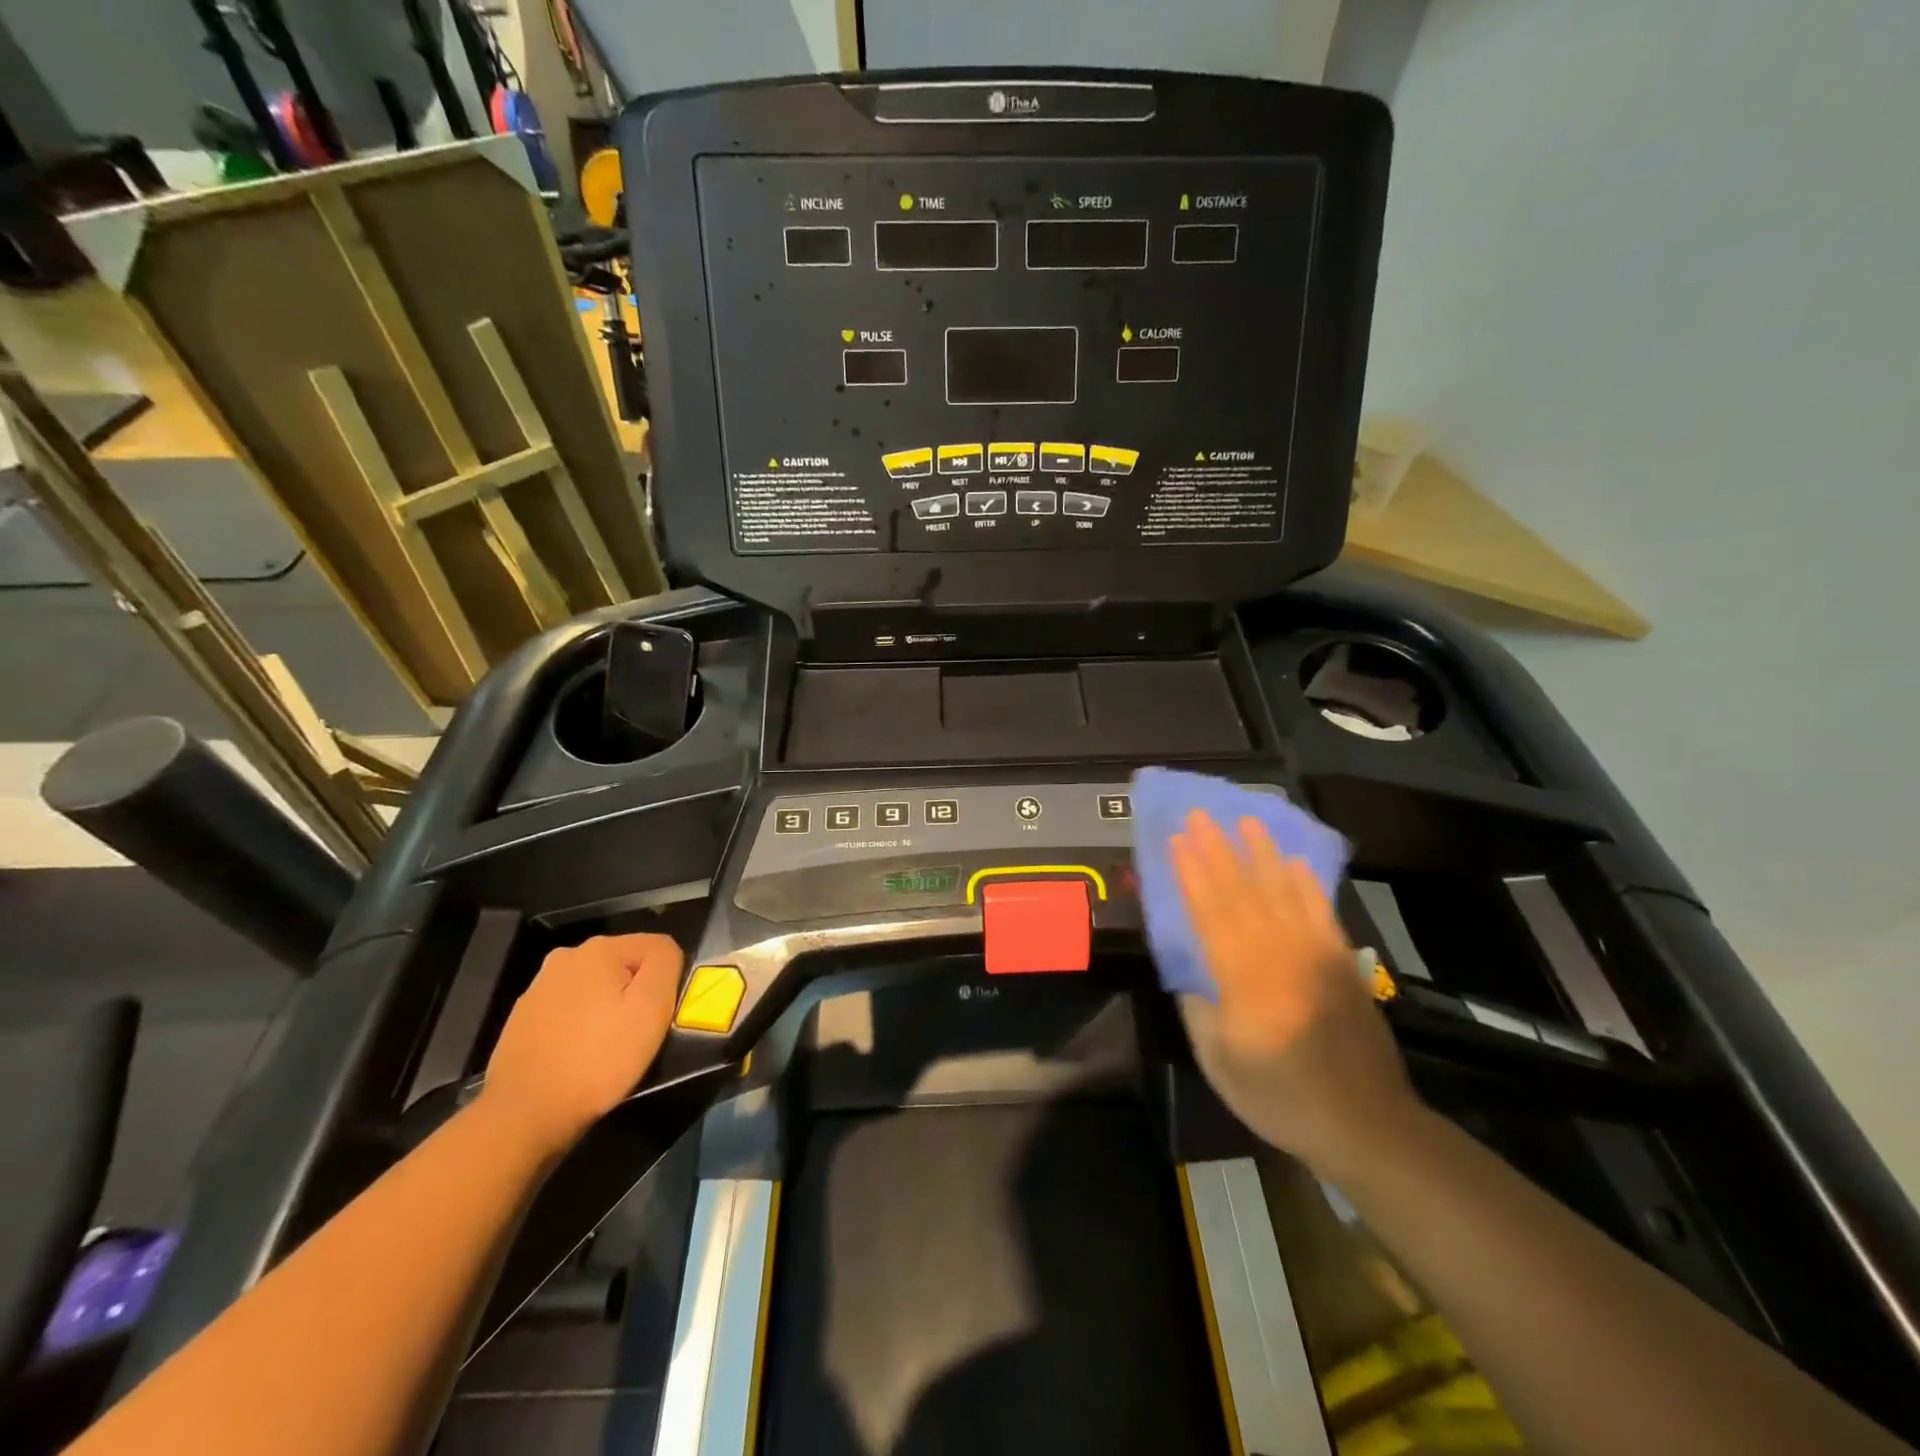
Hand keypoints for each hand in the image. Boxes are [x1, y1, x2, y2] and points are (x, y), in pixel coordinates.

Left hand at [480, 933, 682, 1155]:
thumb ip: (665, 963)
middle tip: (635, 1033)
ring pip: (596, 988)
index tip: (657, 1016)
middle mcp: (566, 956)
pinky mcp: (523, 1018)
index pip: (657, 947)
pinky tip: (577, 1055)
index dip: (666, 981)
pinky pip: (569, 1010)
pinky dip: (580, 1026)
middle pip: (624, 965)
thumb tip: (665, 952)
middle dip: (634, 993)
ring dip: (607, 1008)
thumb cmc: (598, 1059)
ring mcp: (539, 987)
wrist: (524, 1115)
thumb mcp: (651, 1008)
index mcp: (600, 948)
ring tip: (606, 1048)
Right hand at [1172, 810, 1421, 1175]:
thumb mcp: (1221, 1064)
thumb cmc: (1283, 1098)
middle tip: (1200, 815)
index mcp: (1245, 981)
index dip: (1192, 874)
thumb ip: (1200, 1010)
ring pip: (1282, 891)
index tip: (1177, 840)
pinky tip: (1293, 860)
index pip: (1211, 914)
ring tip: (1244, 820)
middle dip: (1218, 850)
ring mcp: (1316, 954)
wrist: (1367, 1123)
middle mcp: (1280, 955)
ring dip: (1261, 853)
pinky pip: (1320, 910)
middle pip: (1243, 892)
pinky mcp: (1343, 960)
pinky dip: (1305, 882)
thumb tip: (1190, 970)